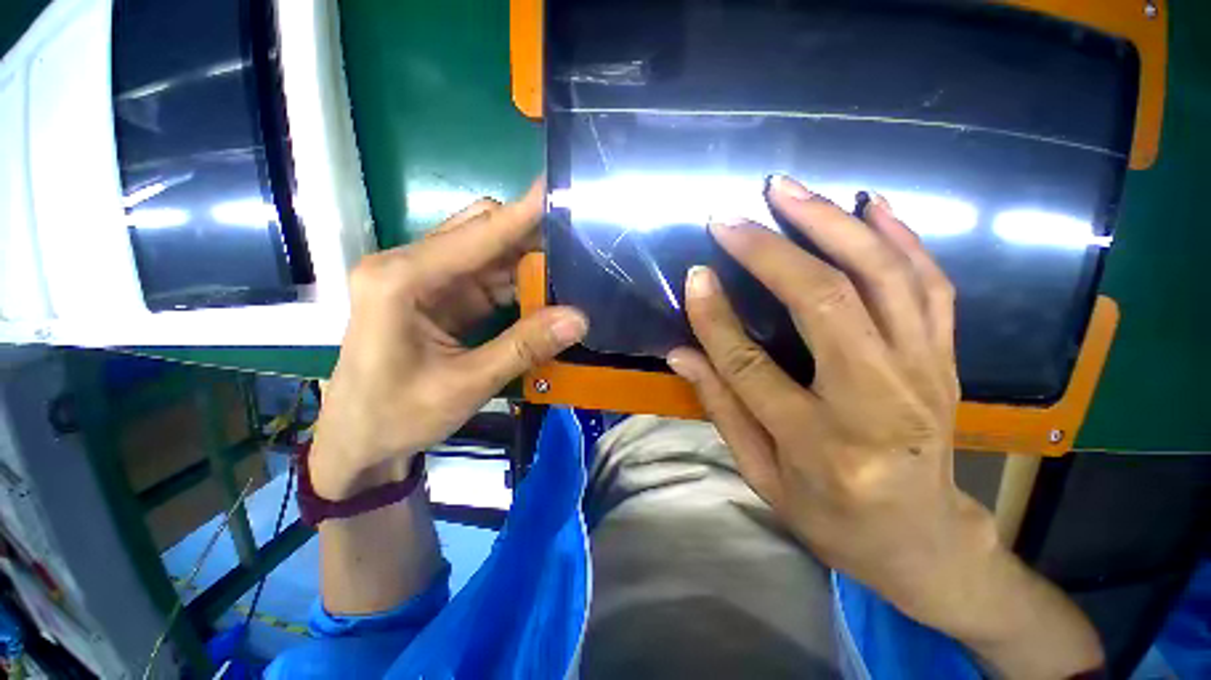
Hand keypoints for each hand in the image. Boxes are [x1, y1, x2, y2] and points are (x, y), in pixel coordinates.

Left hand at [310, 181, 587, 499]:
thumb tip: (579, 319)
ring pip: (488, 254)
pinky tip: (546, 291)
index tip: (558, 189)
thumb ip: (523, 348)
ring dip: (528, 261)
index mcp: (401, 279)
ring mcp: (426, 280)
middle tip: (578, 242)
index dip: (523, 214)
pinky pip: (487, 279)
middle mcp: (411, 267)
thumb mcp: (465, 385)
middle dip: (531, 236)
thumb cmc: (396, 415)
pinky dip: (518, 284)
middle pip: (481, 232)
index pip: (476, 234)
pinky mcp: (440, 297)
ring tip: (572, 267)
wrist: (360, 441)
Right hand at [669, 176, 1100, 676]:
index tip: (695, 274)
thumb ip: (721, 408)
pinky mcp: (946, 358)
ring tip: (790, 191)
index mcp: (820, 445)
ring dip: (833, 224)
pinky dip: (899, 236)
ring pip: (882, 278)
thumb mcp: (762, 476)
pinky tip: (869, 206)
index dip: (716, 317)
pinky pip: (929, 284)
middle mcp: (879, 402)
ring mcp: (925, 374)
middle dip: (772, 250)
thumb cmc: (832, 518)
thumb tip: (680, 353)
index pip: (751, 366)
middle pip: (825, 303)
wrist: (924, 540)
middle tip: (733, 217)